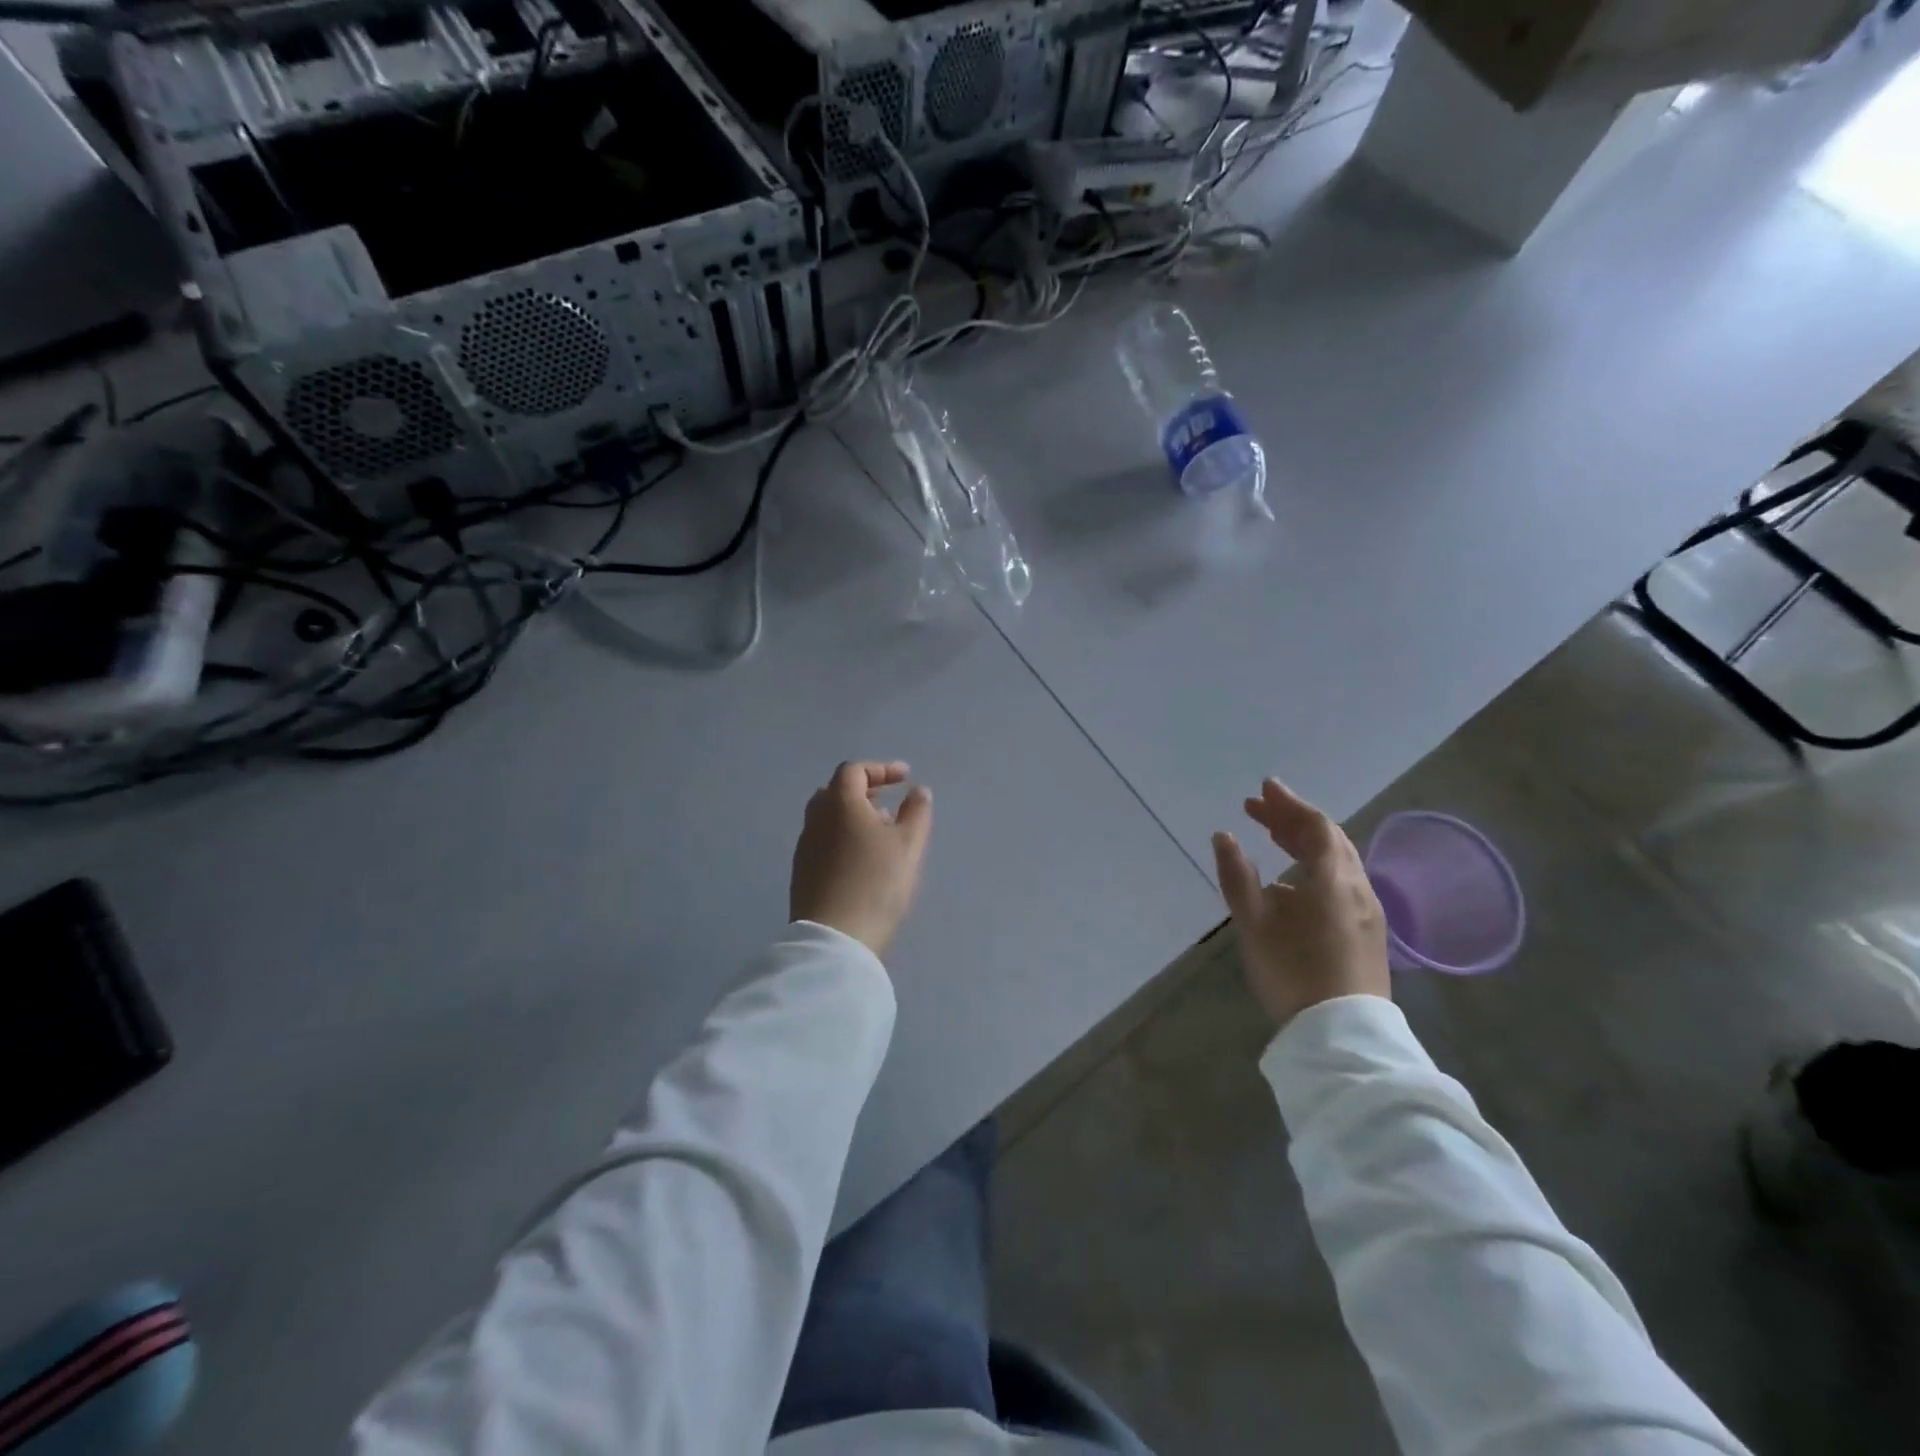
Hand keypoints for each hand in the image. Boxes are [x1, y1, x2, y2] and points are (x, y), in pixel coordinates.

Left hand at [790, 761, 933, 956]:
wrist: (835, 938)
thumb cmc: (876, 883)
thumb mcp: (909, 845)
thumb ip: (916, 812)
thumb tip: (918, 791)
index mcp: (839, 803)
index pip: (854, 771)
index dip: (881, 769)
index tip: (905, 778)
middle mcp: (816, 819)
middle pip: (836, 791)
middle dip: (865, 791)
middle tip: (890, 804)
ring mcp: (805, 846)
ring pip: (829, 818)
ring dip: (855, 816)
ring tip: (882, 835)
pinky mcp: (802, 872)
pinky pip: (824, 840)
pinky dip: (844, 837)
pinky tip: (864, 860)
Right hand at [1212, 778, 1390, 1027]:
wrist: (1342, 1035)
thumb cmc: (1293, 971)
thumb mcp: (1254, 923)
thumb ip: (1237, 875)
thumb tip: (1224, 836)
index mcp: (1333, 878)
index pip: (1315, 825)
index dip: (1288, 804)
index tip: (1262, 789)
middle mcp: (1357, 886)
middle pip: (1330, 839)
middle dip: (1293, 819)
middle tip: (1260, 809)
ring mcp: (1368, 911)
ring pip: (1339, 861)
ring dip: (1305, 842)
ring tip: (1274, 837)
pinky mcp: (1368, 932)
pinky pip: (1342, 881)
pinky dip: (1316, 866)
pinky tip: (1294, 883)